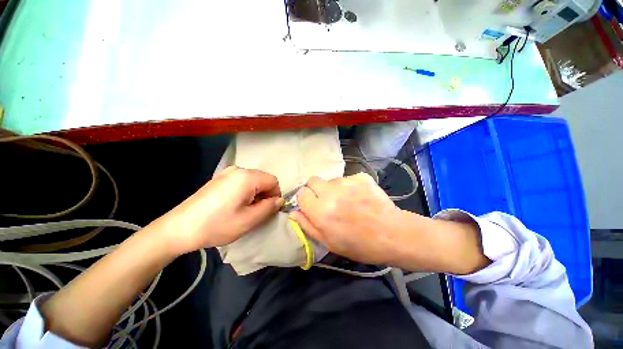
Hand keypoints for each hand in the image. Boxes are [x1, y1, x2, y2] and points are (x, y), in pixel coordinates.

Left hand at [152, 166, 283, 254]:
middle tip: (256, 212)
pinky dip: (245, 192)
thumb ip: (269, 207)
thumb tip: (280, 200)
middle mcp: (238, 170)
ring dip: (255, 195)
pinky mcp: (219, 178)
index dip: (275, 196)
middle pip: (263, 180)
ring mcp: (227, 173)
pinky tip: (233, 205)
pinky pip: (241, 182)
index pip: (273, 181)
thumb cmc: (217, 225)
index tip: (268, 210)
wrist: (179, 229)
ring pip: (253, 181)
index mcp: (247, 177)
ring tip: (244, 210)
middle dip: (265, 195)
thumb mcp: (249, 220)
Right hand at [290, 173, 402, 264]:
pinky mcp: (361, 177)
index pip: (301, 193)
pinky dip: (349, 186)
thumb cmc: (359, 244)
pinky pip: (347, 178)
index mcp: (321, 211)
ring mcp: (347, 182)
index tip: (312, 205)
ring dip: (334, 189)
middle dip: (316, 189)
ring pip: (331, 180)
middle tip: (327, 201)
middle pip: (313, 180)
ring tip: (347, 201)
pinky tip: (359, 197)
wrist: (391, 234)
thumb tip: (294, 212)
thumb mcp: (328, 242)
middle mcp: (331, 192)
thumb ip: (307, 225)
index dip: (305, 199)